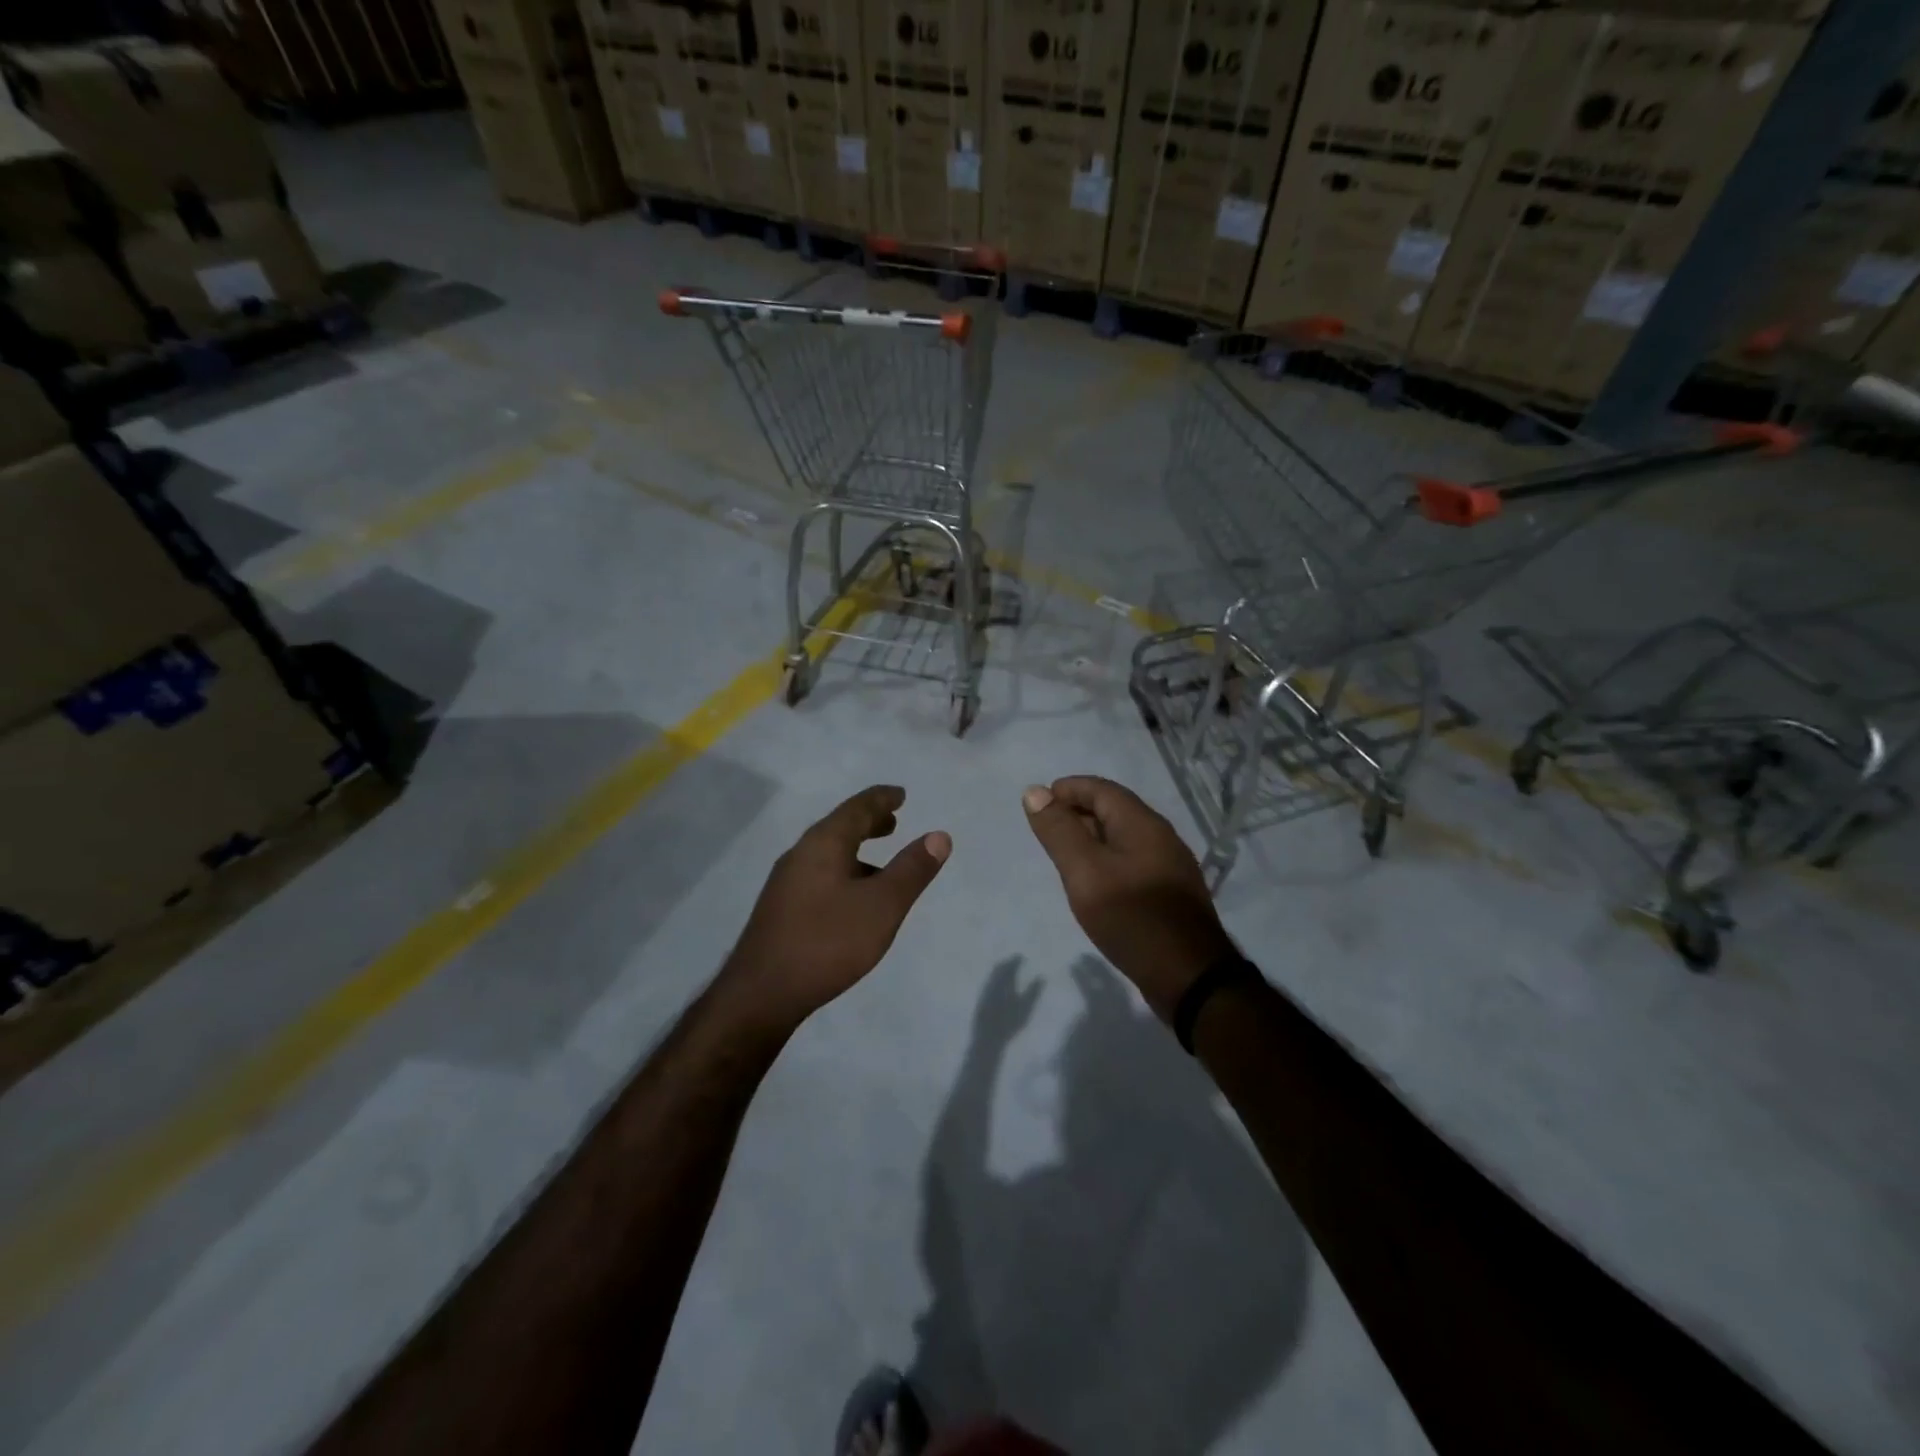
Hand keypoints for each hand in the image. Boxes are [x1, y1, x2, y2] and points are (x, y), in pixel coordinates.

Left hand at [722, 785, 949, 1033]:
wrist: (761, 994)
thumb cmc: (827, 942)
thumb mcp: (882, 906)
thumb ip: (912, 870)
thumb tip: (939, 835)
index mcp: (823, 844)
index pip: (857, 808)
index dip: (882, 799)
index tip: (901, 794)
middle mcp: (801, 854)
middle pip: (839, 827)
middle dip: (868, 822)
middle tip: (893, 821)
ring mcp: (786, 883)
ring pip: (827, 854)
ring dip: (856, 850)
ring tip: (880, 863)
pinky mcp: (781, 909)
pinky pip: (819, 875)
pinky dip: (843, 872)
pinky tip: (853, 900)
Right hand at [1022, 776, 1233, 1021]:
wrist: (1188, 976)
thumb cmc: (1131, 916)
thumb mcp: (1085, 871)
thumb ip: (1059, 831)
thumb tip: (1034, 791)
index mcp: (1142, 823)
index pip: (1101, 789)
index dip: (1068, 790)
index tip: (1039, 805)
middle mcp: (1161, 836)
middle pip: (1114, 810)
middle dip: (1078, 813)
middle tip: (1046, 832)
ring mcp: (1170, 866)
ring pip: (1124, 838)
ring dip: (1092, 839)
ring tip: (1064, 858)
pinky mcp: (1171, 893)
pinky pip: (1133, 862)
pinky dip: (1108, 861)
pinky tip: (1096, 885)